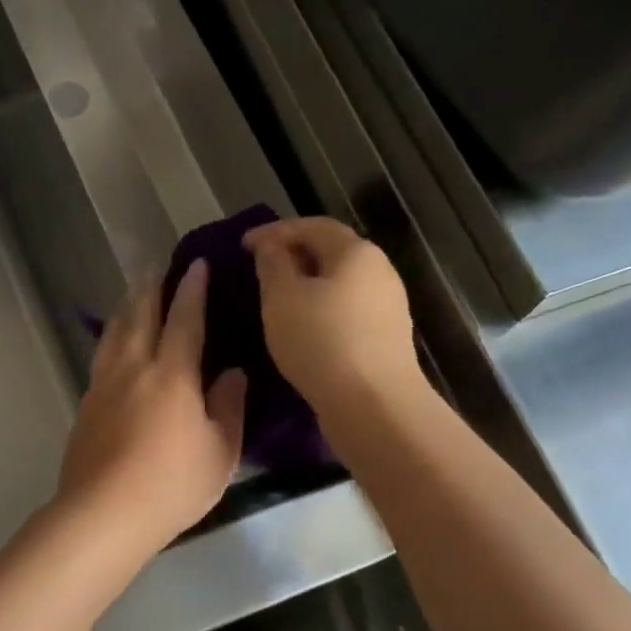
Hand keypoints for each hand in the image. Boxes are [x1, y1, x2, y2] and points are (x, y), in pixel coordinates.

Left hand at [54, 261, 246, 555]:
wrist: (103, 514)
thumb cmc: (172, 486)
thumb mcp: (220, 452)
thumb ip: (228, 407)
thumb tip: (232, 373)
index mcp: (172, 374)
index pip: (184, 318)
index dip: (192, 289)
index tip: (195, 264)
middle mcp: (133, 368)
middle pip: (139, 315)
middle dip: (151, 288)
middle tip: (158, 268)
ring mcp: (103, 385)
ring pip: (114, 332)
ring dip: (126, 307)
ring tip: (134, 296)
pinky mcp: (85, 406)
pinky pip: (101, 356)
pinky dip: (112, 338)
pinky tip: (114, 346)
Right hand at [243, 217, 419, 419]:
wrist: (374, 405)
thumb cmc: (321, 342)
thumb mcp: (282, 299)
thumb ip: (273, 266)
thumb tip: (272, 248)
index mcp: (356, 252)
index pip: (312, 226)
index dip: (275, 231)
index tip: (243, 245)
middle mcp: (379, 271)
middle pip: (332, 253)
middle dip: (294, 256)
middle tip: (261, 269)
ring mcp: (388, 307)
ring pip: (340, 285)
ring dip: (308, 286)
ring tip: (277, 301)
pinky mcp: (386, 339)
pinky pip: (347, 312)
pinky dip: (321, 311)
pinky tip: (303, 329)